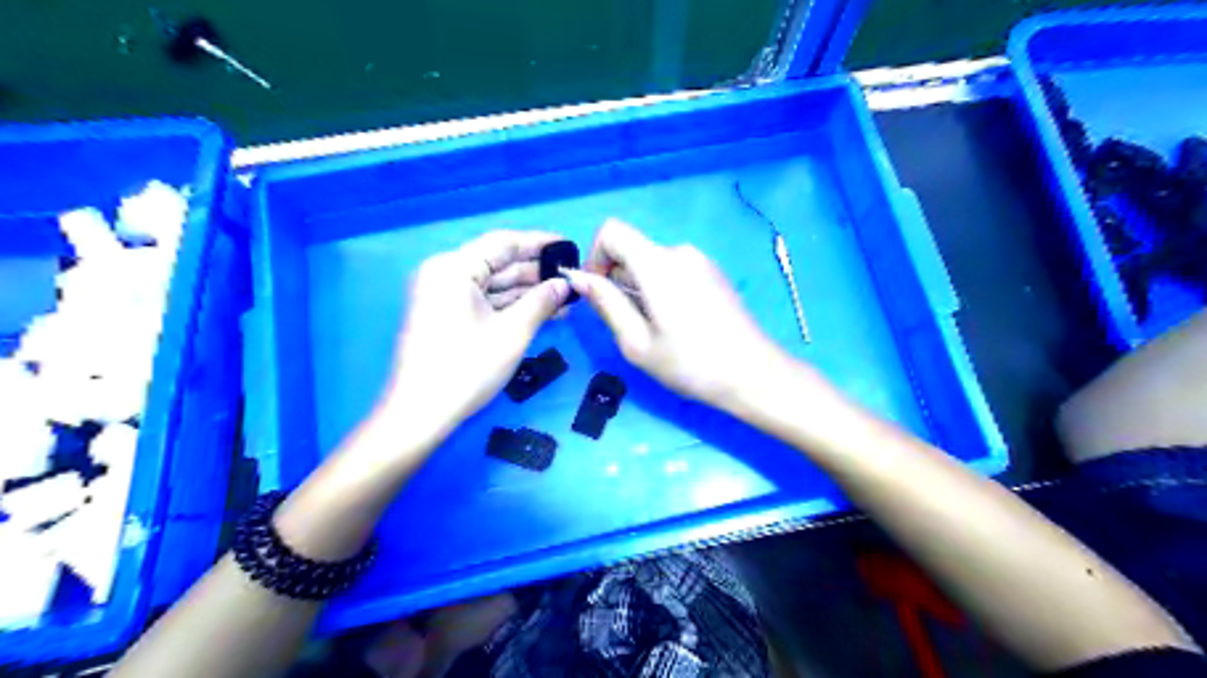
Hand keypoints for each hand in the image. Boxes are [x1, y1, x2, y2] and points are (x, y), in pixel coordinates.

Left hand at [386, 231, 574, 441]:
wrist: (421, 414)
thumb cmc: (467, 368)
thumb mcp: (512, 332)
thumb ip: (542, 301)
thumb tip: (565, 283)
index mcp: (454, 268)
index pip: (504, 243)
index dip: (540, 244)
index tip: (570, 249)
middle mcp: (445, 274)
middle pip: (498, 264)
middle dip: (536, 273)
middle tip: (573, 279)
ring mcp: (444, 297)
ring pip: (493, 285)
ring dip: (528, 293)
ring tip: (566, 299)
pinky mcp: (446, 317)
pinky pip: (485, 302)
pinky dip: (511, 307)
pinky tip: (542, 313)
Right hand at [561, 219, 788, 409]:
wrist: (754, 374)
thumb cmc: (690, 364)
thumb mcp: (636, 342)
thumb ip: (605, 303)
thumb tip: (577, 277)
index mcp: (658, 263)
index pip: (611, 231)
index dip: (594, 258)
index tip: (599, 294)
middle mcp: (679, 251)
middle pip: (631, 251)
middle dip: (618, 282)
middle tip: (632, 327)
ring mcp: (700, 261)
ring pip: (651, 264)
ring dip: (640, 290)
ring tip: (658, 330)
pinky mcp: (713, 273)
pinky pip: (673, 271)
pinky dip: (661, 290)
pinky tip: (679, 324)